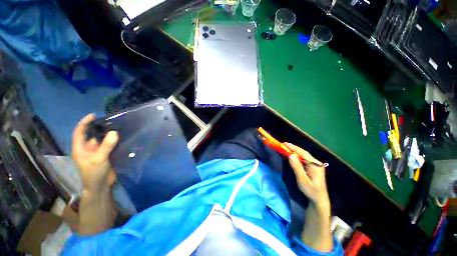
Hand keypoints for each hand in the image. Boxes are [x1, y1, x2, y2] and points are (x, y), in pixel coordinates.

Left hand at [72, 114, 118, 192]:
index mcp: (80, 149)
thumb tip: (114, 132)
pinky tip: (121, 137)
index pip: (79, 132)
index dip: (85, 123)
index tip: (94, 115)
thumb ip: (106, 146)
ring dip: (108, 134)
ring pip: (102, 140)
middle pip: (92, 135)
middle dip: (99, 127)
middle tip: (111, 121)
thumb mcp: (99, 160)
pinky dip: (114, 140)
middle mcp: (88, 148)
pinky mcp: (106, 155)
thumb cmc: (94, 174)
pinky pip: (109, 145)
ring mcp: (97, 152)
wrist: (100, 186)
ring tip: (118, 127)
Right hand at [286, 143, 329, 212]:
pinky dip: (298, 154)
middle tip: (284, 144)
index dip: (293, 148)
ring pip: (304, 154)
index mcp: (315, 165)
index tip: (285, 144)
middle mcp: (317, 163)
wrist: (319, 199)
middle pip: (304, 153)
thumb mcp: (302, 180)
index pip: (303, 154)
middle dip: (294, 148)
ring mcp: (316, 164)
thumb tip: (291, 155)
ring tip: (287, 147)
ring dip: (295, 150)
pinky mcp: (314, 166)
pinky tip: (293, 154)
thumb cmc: (310, 191)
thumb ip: (297, 167)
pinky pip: (305, 158)